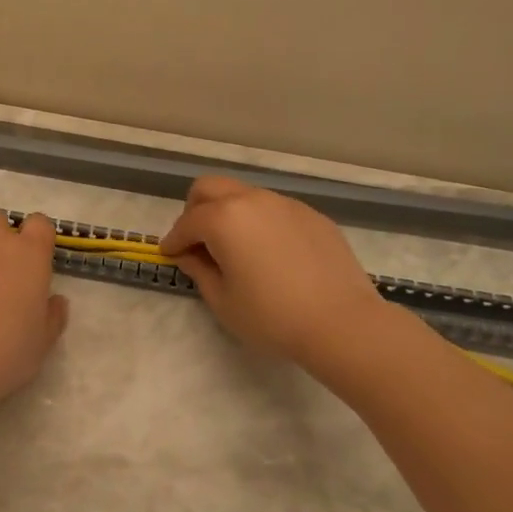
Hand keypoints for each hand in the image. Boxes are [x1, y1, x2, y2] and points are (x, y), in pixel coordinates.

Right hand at [160, 176, 390, 382]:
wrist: (342, 323)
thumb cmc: (272, 317)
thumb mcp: (223, 301)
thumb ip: (199, 271)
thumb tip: (189, 255)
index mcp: (224, 218)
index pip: (187, 223)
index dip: (173, 240)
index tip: (169, 255)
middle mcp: (252, 200)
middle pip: (210, 188)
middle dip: (195, 210)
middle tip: (198, 242)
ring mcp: (286, 204)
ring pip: (245, 195)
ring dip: (229, 213)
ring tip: (236, 249)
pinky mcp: (312, 215)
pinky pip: (274, 209)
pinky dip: (261, 222)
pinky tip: (272, 254)